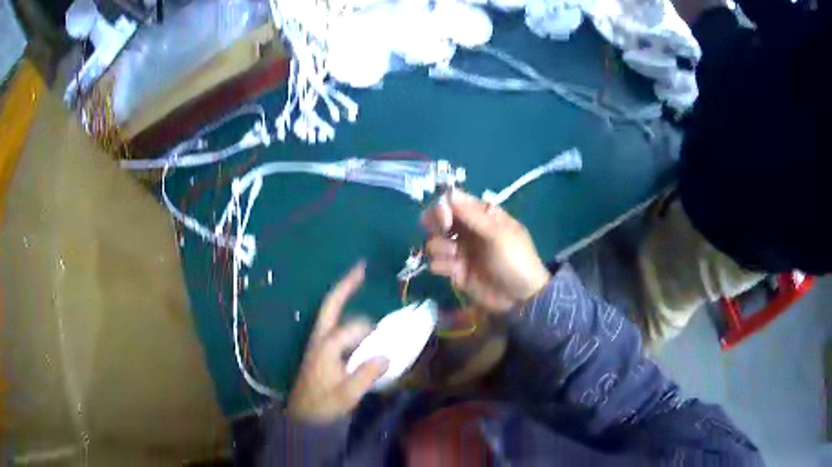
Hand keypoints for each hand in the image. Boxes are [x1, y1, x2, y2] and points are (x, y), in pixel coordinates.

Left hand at [287, 262, 387, 423]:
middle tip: (361, 267)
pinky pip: (335, 325)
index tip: (387, 344)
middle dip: (346, 286)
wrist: (303, 416)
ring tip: (358, 283)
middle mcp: (320, 338)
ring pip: (333, 314)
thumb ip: (365, 375)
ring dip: (345, 298)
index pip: (354, 328)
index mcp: (326, 346)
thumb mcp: (346, 394)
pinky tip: (358, 320)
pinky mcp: (321, 350)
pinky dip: (345, 313)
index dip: (373, 333)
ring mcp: (319, 343)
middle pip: (332, 305)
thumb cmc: (323, 405)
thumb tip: (386, 355)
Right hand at [422, 190, 550, 313]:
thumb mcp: (498, 234)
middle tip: (443, 233)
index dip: (443, 207)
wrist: (521, 297)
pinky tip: (454, 271)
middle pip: (439, 219)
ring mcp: (461, 251)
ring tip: (455, 257)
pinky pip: (436, 262)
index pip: (454, 201)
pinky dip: (441, 265)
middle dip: (435, 225)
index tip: (444, 219)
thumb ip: (472, 215)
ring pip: (434, 241)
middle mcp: (468, 230)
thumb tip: (450, 192)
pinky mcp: (455, 271)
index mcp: (482, 216)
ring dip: (440, 247)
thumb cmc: (515, 259)